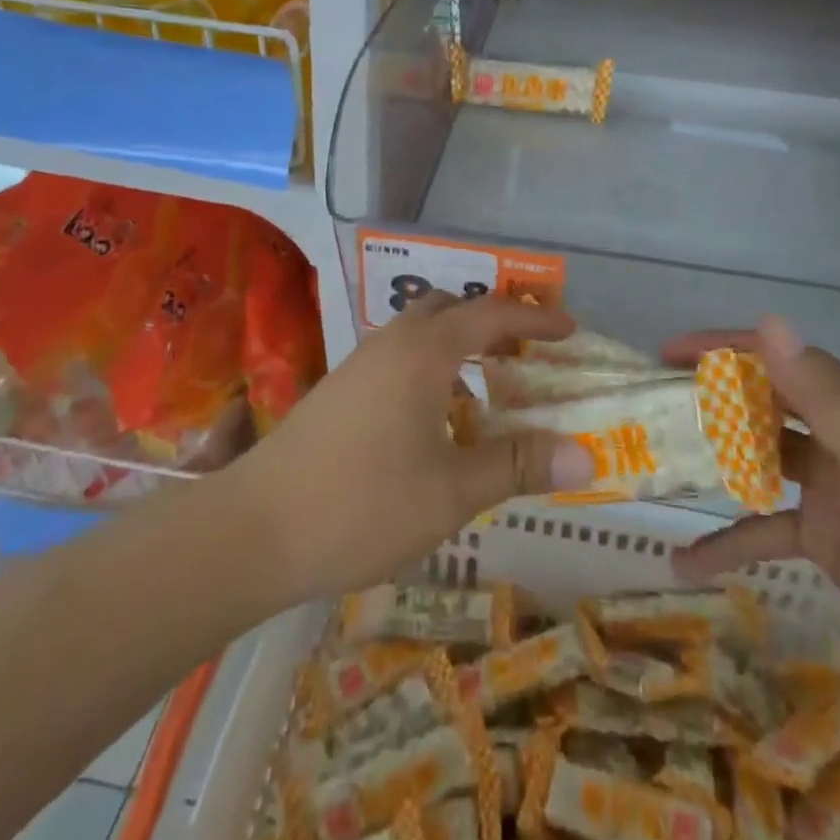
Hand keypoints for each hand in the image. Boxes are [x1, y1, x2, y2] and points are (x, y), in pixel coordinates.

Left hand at [226, 291, 596, 603]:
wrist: (252, 530)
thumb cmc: (362, 504)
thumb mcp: (452, 491)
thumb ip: (517, 465)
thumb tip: (587, 455)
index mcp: (424, 351)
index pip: (492, 314)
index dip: (535, 320)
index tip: (570, 331)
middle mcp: (392, 342)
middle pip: (452, 309)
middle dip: (494, 324)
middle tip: (528, 357)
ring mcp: (360, 364)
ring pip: (421, 332)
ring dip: (460, 346)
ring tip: (490, 389)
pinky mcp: (340, 389)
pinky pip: (400, 357)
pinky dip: (433, 368)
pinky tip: (437, 419)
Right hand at [665, 317, 839, 732]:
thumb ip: (823, 394)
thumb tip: (769, 320)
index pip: (781, 359)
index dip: (723, 348)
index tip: (668, 353)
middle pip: (765, 403)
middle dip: (710, 397)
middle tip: (651, 404)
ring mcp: (835, 490)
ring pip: (759, 460)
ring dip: (714, 461)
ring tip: (657, 462)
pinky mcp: (829, 540)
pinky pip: (765, 528)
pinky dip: (728, 540)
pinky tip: (685, 560)